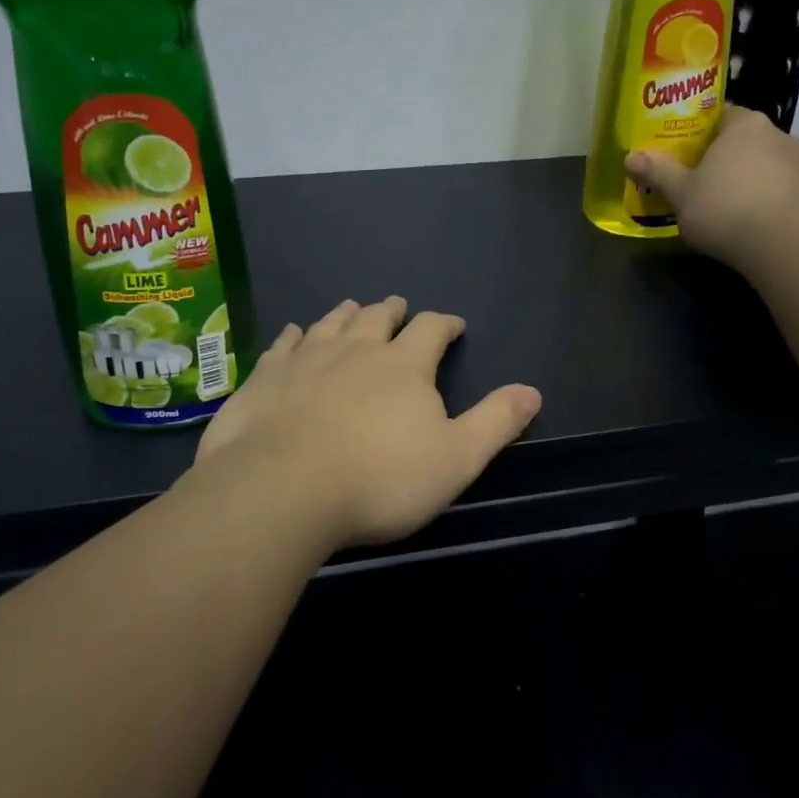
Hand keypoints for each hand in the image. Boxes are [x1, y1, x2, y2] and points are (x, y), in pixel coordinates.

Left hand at [194, 297, 541, 548]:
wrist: (283, 489)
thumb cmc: (380, 479)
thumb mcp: (457, 458)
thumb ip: (495, 422)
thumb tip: (532, 391)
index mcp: (404, 365)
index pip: (431, 330)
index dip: (445, 323)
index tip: (454, 324)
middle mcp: (355, 349)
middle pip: (377, 317)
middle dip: (393, 312)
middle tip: (398, 308)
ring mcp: (306, 359)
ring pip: (331, 323)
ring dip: (347, 314)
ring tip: (353, 307)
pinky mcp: (266, 377)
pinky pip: (284, 344)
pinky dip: (294, 335)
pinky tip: (294, 333)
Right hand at [626, 106, 798, 268]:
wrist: (784, 245)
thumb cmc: (725, 207)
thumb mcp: (680, 192)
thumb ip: (657, 172)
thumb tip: (630, 157)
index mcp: (744, 124)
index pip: (720, 115)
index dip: (699, 132)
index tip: (683, 152)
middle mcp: (777, 134)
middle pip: (742, 141)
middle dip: (721, 158)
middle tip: (696, 180)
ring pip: (762, 164)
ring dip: (744, 179)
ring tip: (721, 204)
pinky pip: (777, 188)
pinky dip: (762, 197)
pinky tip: (745, 219)